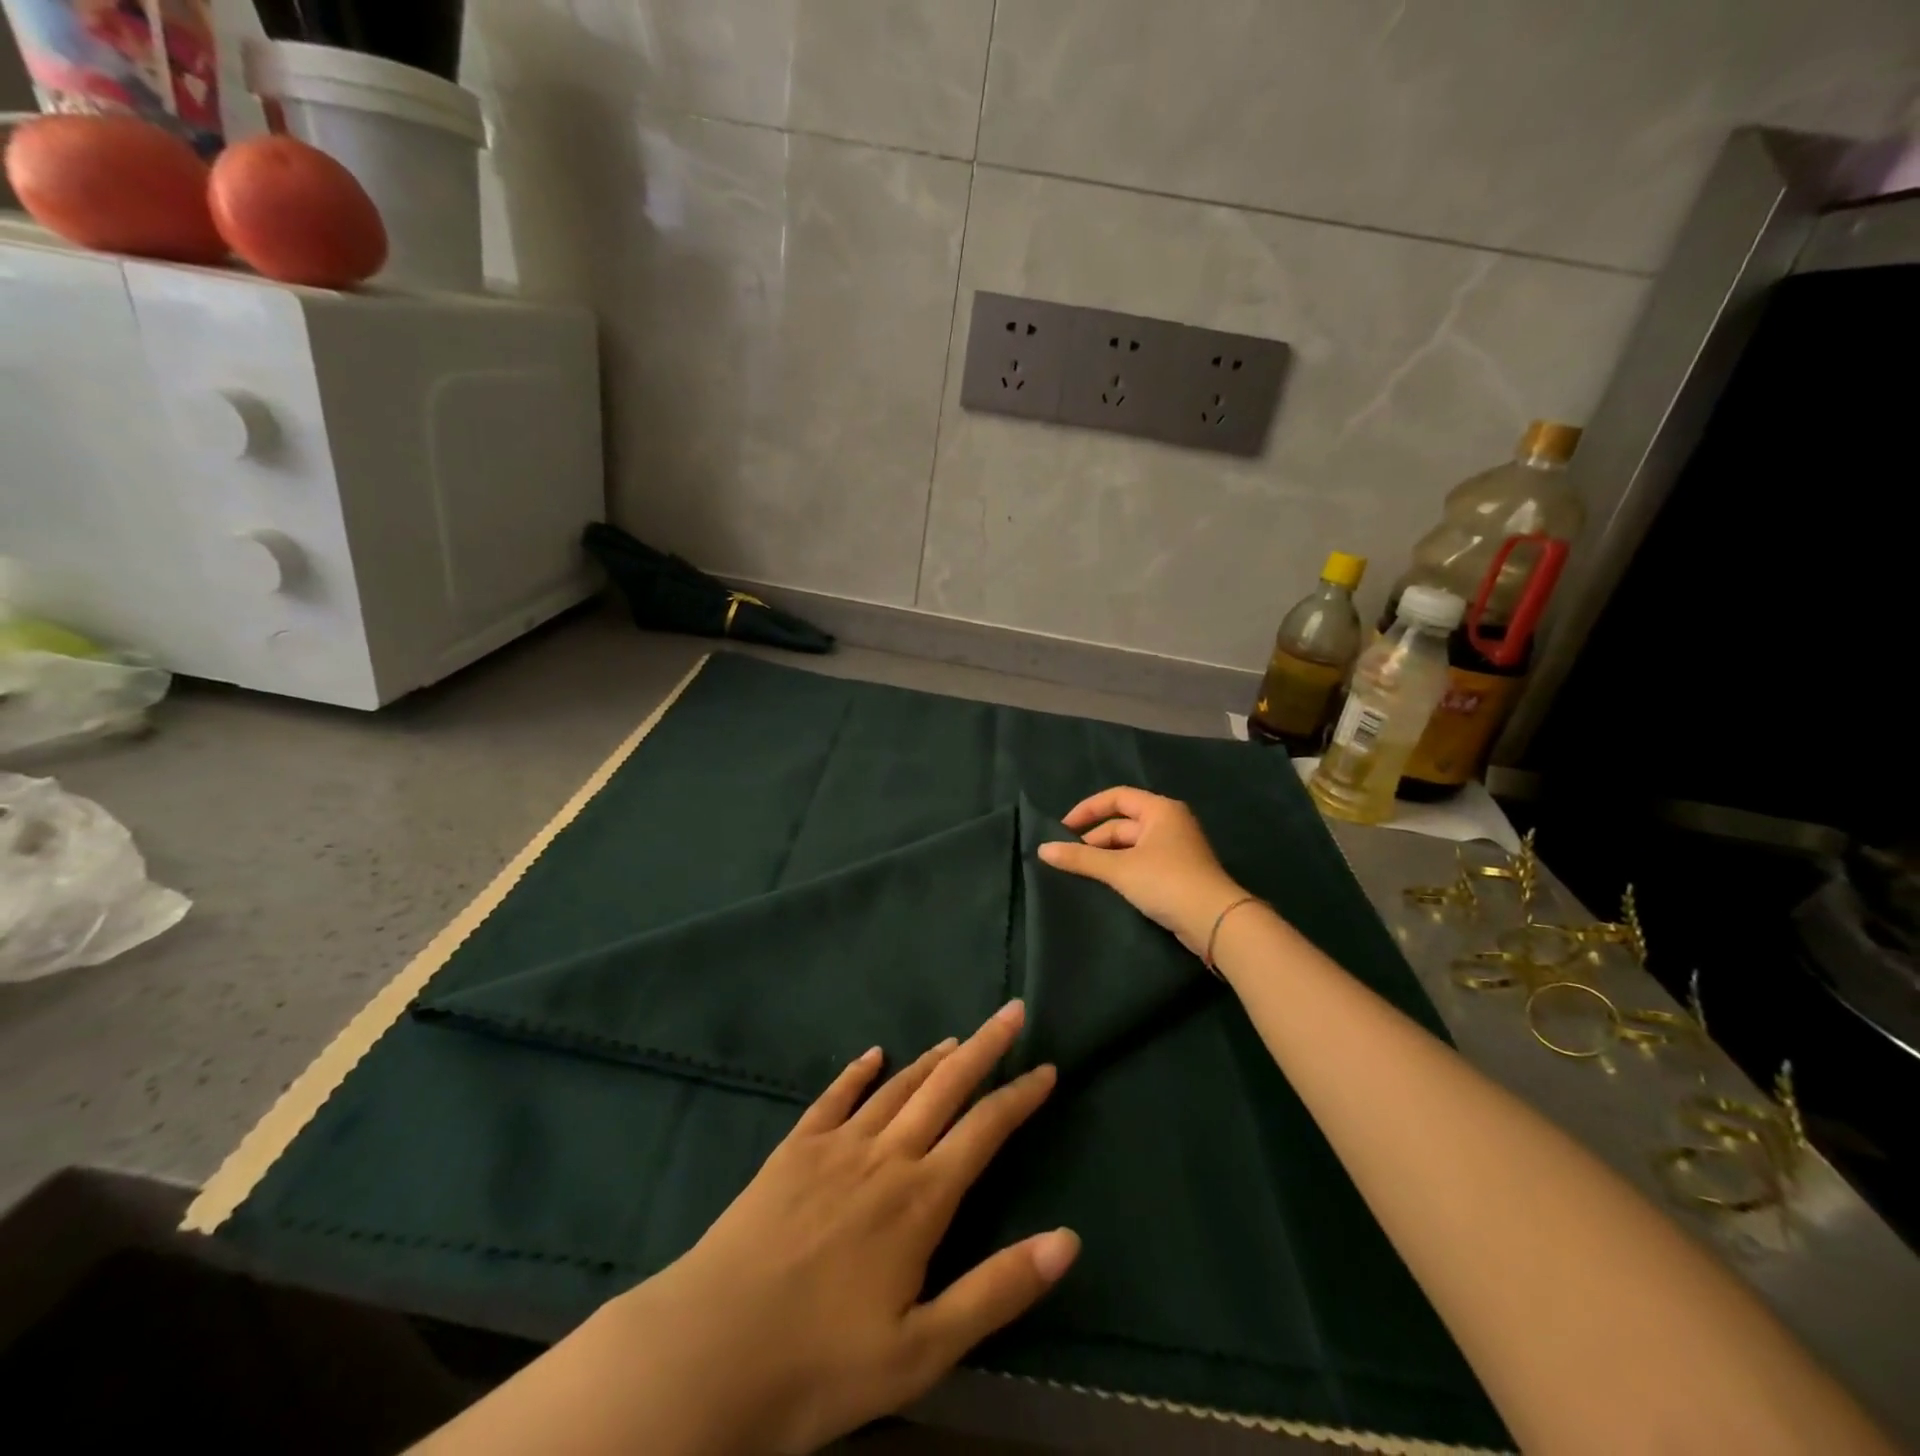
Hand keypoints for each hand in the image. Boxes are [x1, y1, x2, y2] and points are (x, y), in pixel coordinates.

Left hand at [607, 1000, 1077, 1454]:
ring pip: (896, 1087)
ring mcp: (835, 1146)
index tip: (1047, 1067)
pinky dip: (857, 1072)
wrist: (707, 1353)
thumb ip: (996, 1290)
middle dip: (985, 1047)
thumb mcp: (922, 1351)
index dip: (1021, 1095)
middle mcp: (884, 1155)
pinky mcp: (793, 1150)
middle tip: (1012, 1012)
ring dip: (932, 1059)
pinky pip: (833, 1098)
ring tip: (959, 1038)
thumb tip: (1069, 1240)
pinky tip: (872, 1055)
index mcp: (920, 1199)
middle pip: (946, 1087)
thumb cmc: (820, 1365)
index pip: (985, 1129)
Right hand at [1037, 786, 1247, 957]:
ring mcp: (1176, 849)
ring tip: (1082, 874)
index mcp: (1160, 810)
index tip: (1063, 829)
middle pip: (1122, 823)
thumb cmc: (1167, 881)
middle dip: (1094, 839)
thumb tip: (1043, 850)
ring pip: (1131, 846)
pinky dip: (1122, 870)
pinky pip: (1141, 863)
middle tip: (1069, 859)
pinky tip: (1106, 886)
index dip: (1087, 810)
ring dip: (1106, 857)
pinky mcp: (1178, 874)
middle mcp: (1170, 823)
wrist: (1215, 922)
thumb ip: (1080, 859)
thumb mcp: (1119, 869)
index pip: (1116, 797)